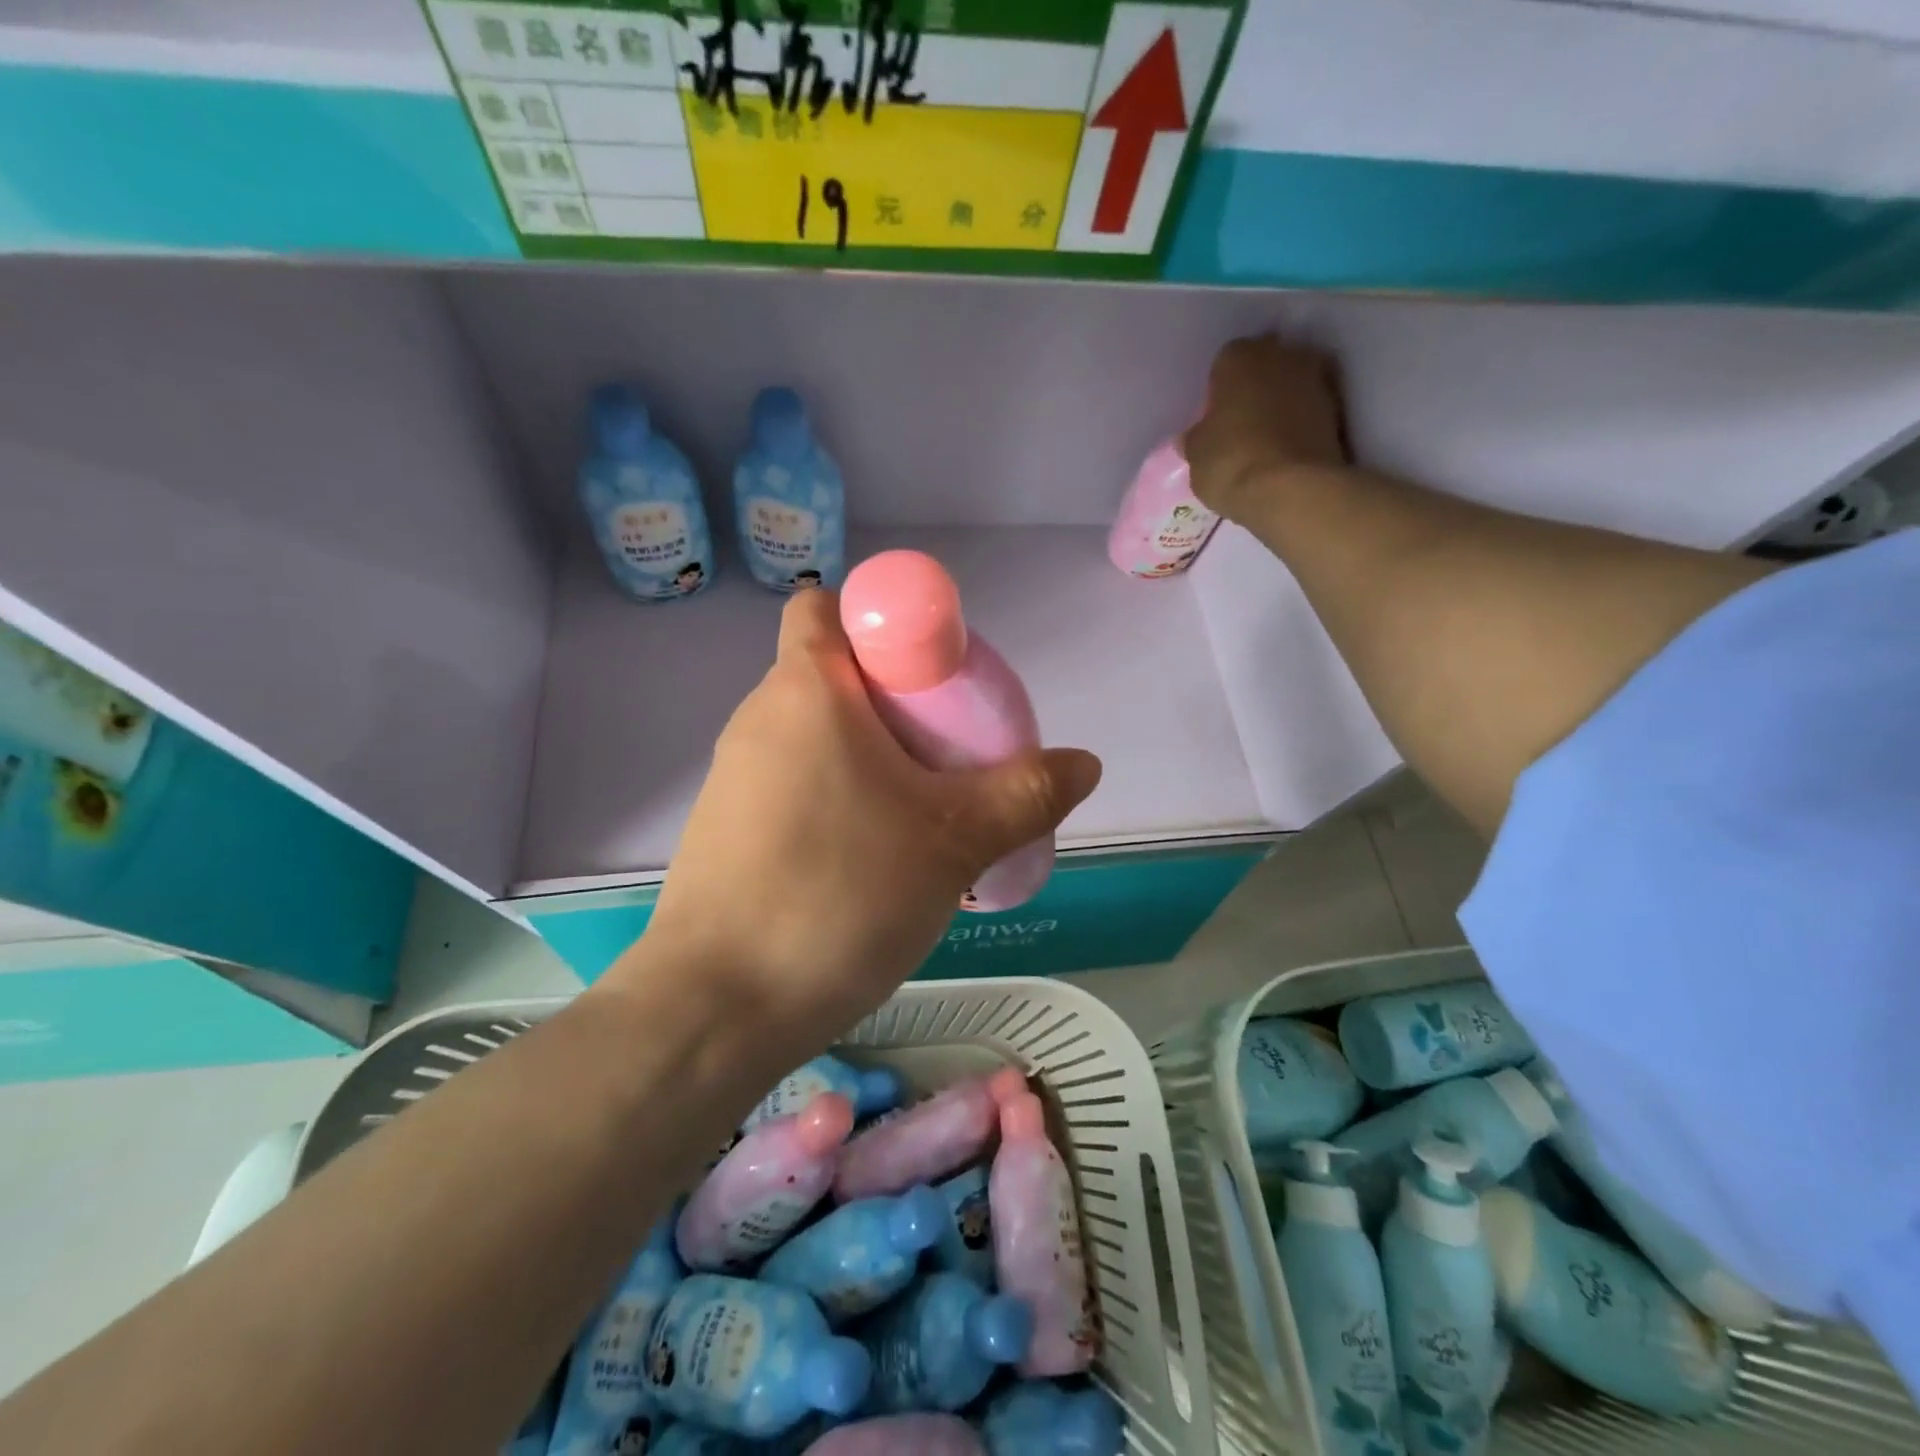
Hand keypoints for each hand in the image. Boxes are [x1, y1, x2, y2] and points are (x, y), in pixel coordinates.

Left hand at [615, 589, 1101, 1045]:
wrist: (717, 1007)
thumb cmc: (839, 894)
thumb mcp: (953, 841)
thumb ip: (1025, 794)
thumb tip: (1083, 763)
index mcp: (806, 688)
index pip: (829, 607)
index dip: (884, 622)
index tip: (935, 678)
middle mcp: (761, 717)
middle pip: (837, 675)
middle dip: (898, 702)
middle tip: (951, 755)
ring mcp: (736, 776)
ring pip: (819, 737)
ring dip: (873, 759)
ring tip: (924, 817)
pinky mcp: (729, 828)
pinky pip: (797, 785)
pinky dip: (840, 800)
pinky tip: (873, 861)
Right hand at [1184, 334, 1350, 519]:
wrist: (1292, 489)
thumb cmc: (1231, 462)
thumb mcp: (1196, 455)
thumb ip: (1197, 437)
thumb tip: (1196, 435)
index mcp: (1240, 357)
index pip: (1224, 362)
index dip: (1219, 390)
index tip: (1215, 416)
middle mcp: (1282, 355)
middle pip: (1264, 365)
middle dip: (1254, 387)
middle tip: (1240, 422)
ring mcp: (1316, 379)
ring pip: (1290, 385)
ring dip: (1280, 403)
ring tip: (1264, 439)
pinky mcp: (1339, 409)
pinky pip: (1309, 409)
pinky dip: (1299, 423)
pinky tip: (1285, 449)